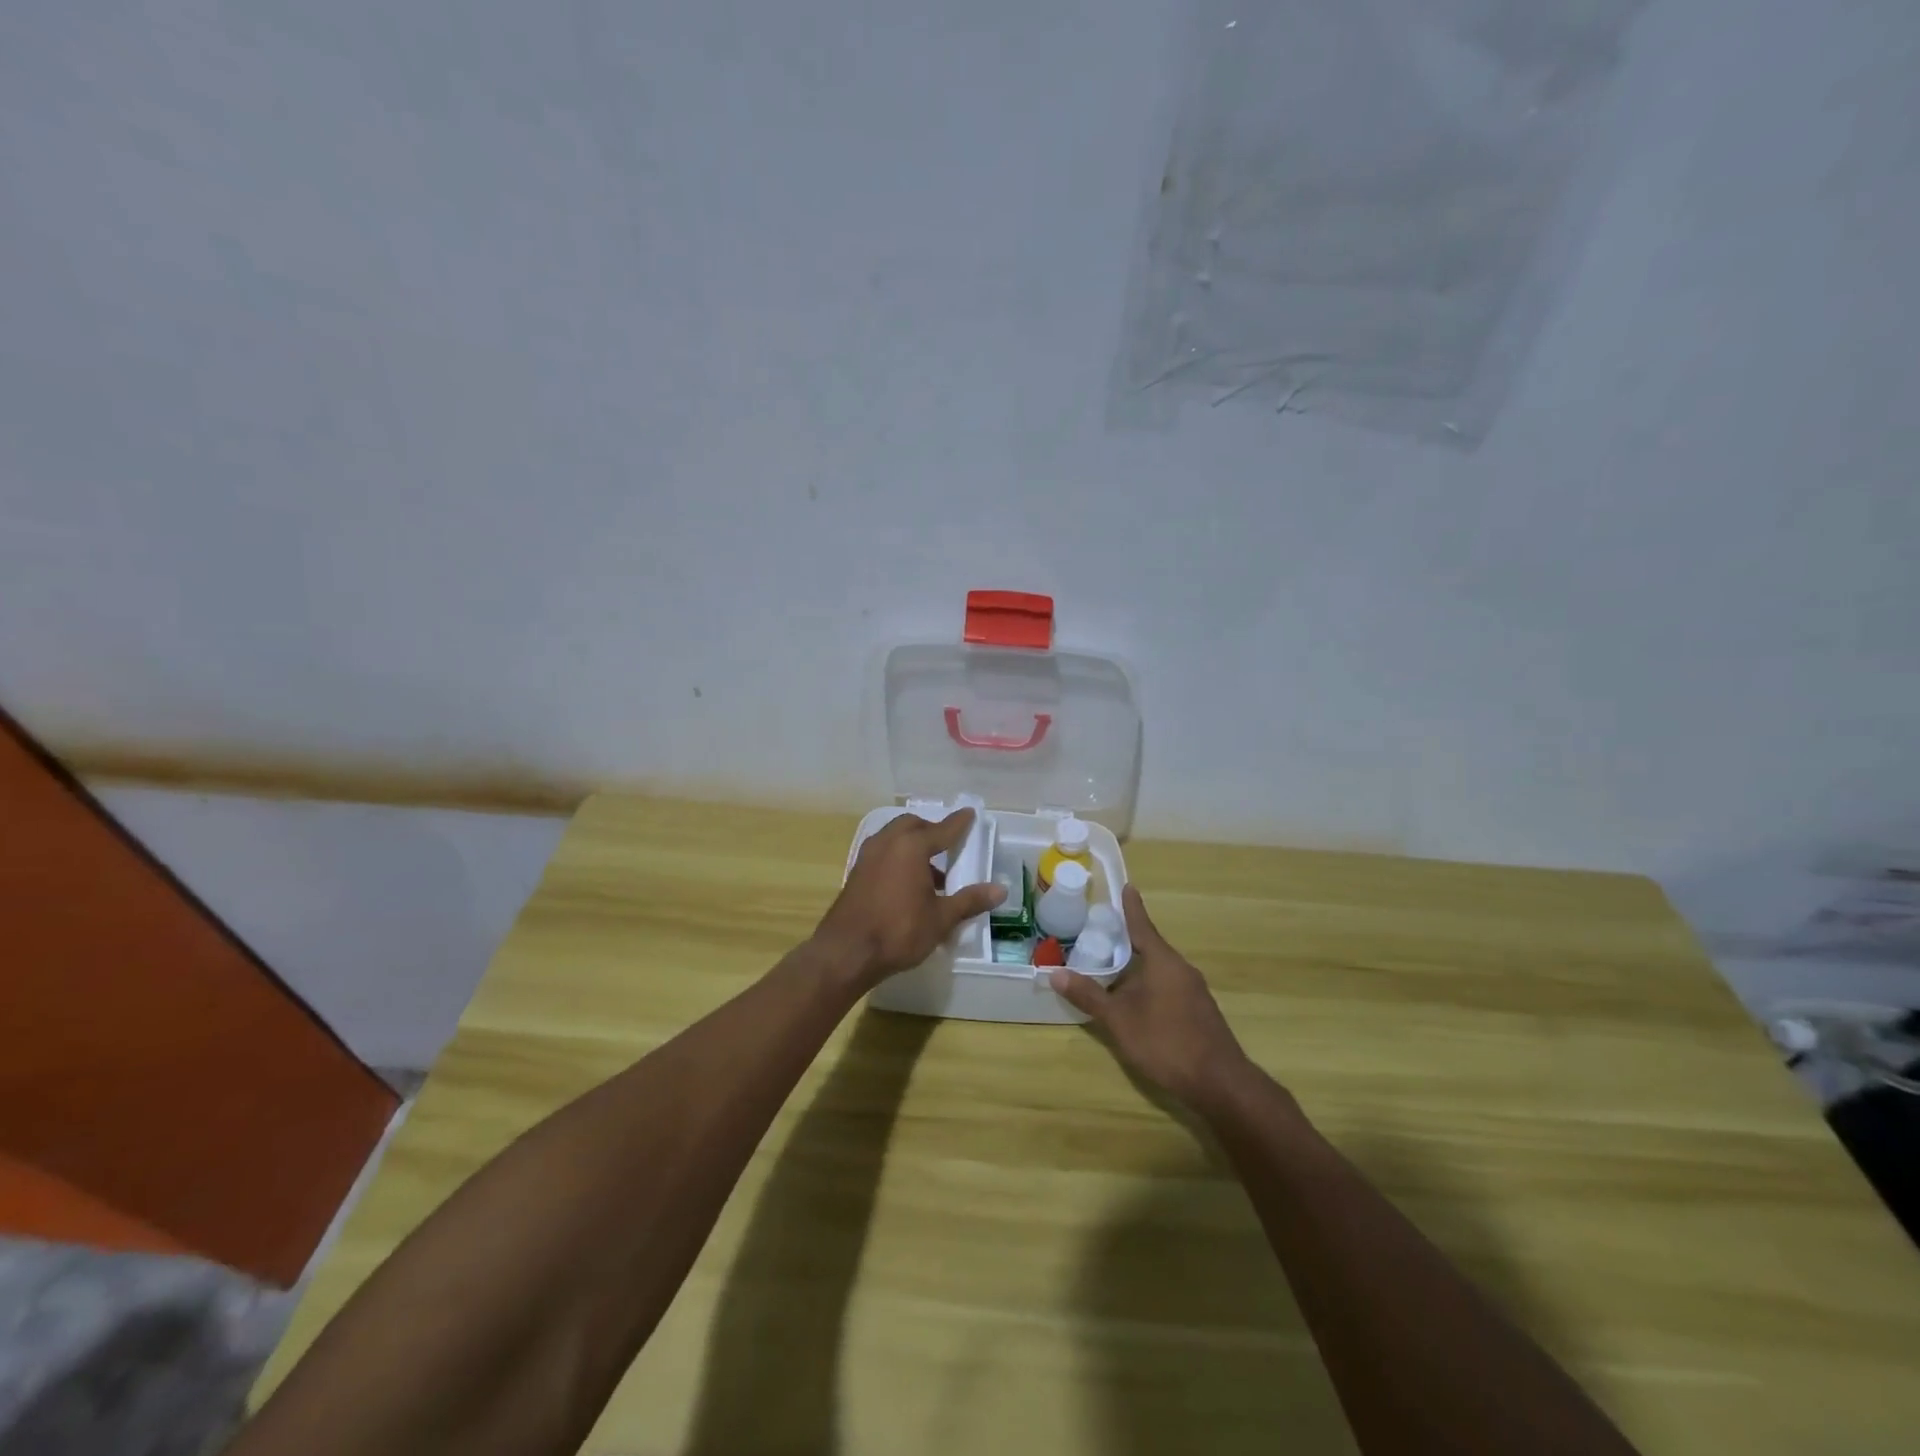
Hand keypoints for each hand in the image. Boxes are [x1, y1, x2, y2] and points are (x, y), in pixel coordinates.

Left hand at [813, 809, 1005, 991]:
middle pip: (913, 825)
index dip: (958, 823)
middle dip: (931, 831)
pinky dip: (898, 857)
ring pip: (894, 837)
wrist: (846, 952)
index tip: (969, 813)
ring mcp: (868, 856)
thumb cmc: (899, 931)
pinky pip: (883, 852)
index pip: (942, 829)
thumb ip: (970, 900)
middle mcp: (887, 843)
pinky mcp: (856, 872)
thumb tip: (1000, 890)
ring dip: (913, 845)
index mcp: (911, 846)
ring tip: (932, 873)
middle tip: (948, 846)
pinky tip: (908, 883)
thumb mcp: (941, 918)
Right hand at [1050, 885, 1259, 1115]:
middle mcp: (1181, 969)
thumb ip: (1089, 996)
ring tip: (1112, 968)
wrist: (1219, 1083)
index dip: (1132, 908)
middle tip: (1103, 932)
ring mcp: (1194, 991)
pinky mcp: (1199, 1011)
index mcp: (1163, 962)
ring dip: (1137, 967)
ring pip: (1159, 969)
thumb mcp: (1119, 1020)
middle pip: (1150, 947)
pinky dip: (1149, 984)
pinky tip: (1135, 1000)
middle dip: (1128, 941)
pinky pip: (1168, 986)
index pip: (1143, 926)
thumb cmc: (1166, 1042)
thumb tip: (1055, 972)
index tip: (1127, 887)